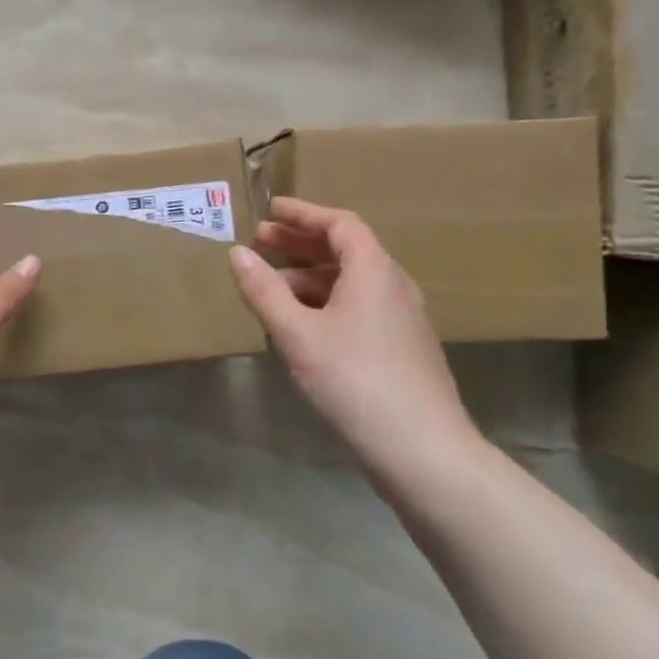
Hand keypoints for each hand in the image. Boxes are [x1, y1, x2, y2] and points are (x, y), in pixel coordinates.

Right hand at [229, 199, 483, 481]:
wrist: (422, 448)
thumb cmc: (354, 380)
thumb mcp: (298, 334)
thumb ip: (264, 291)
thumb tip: (236, 253)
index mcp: (374, 271)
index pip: (340, 224)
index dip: (303, 214)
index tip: (270, 210)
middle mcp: (393, 286)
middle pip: (346, 249)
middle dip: (301, 243)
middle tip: (260, 242)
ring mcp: (400, 318)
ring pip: (351, 281)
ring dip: (309, 274)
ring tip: (270, 284)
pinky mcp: (400, 346)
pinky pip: (358, 306)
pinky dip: (325, 300)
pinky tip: (300, 323)